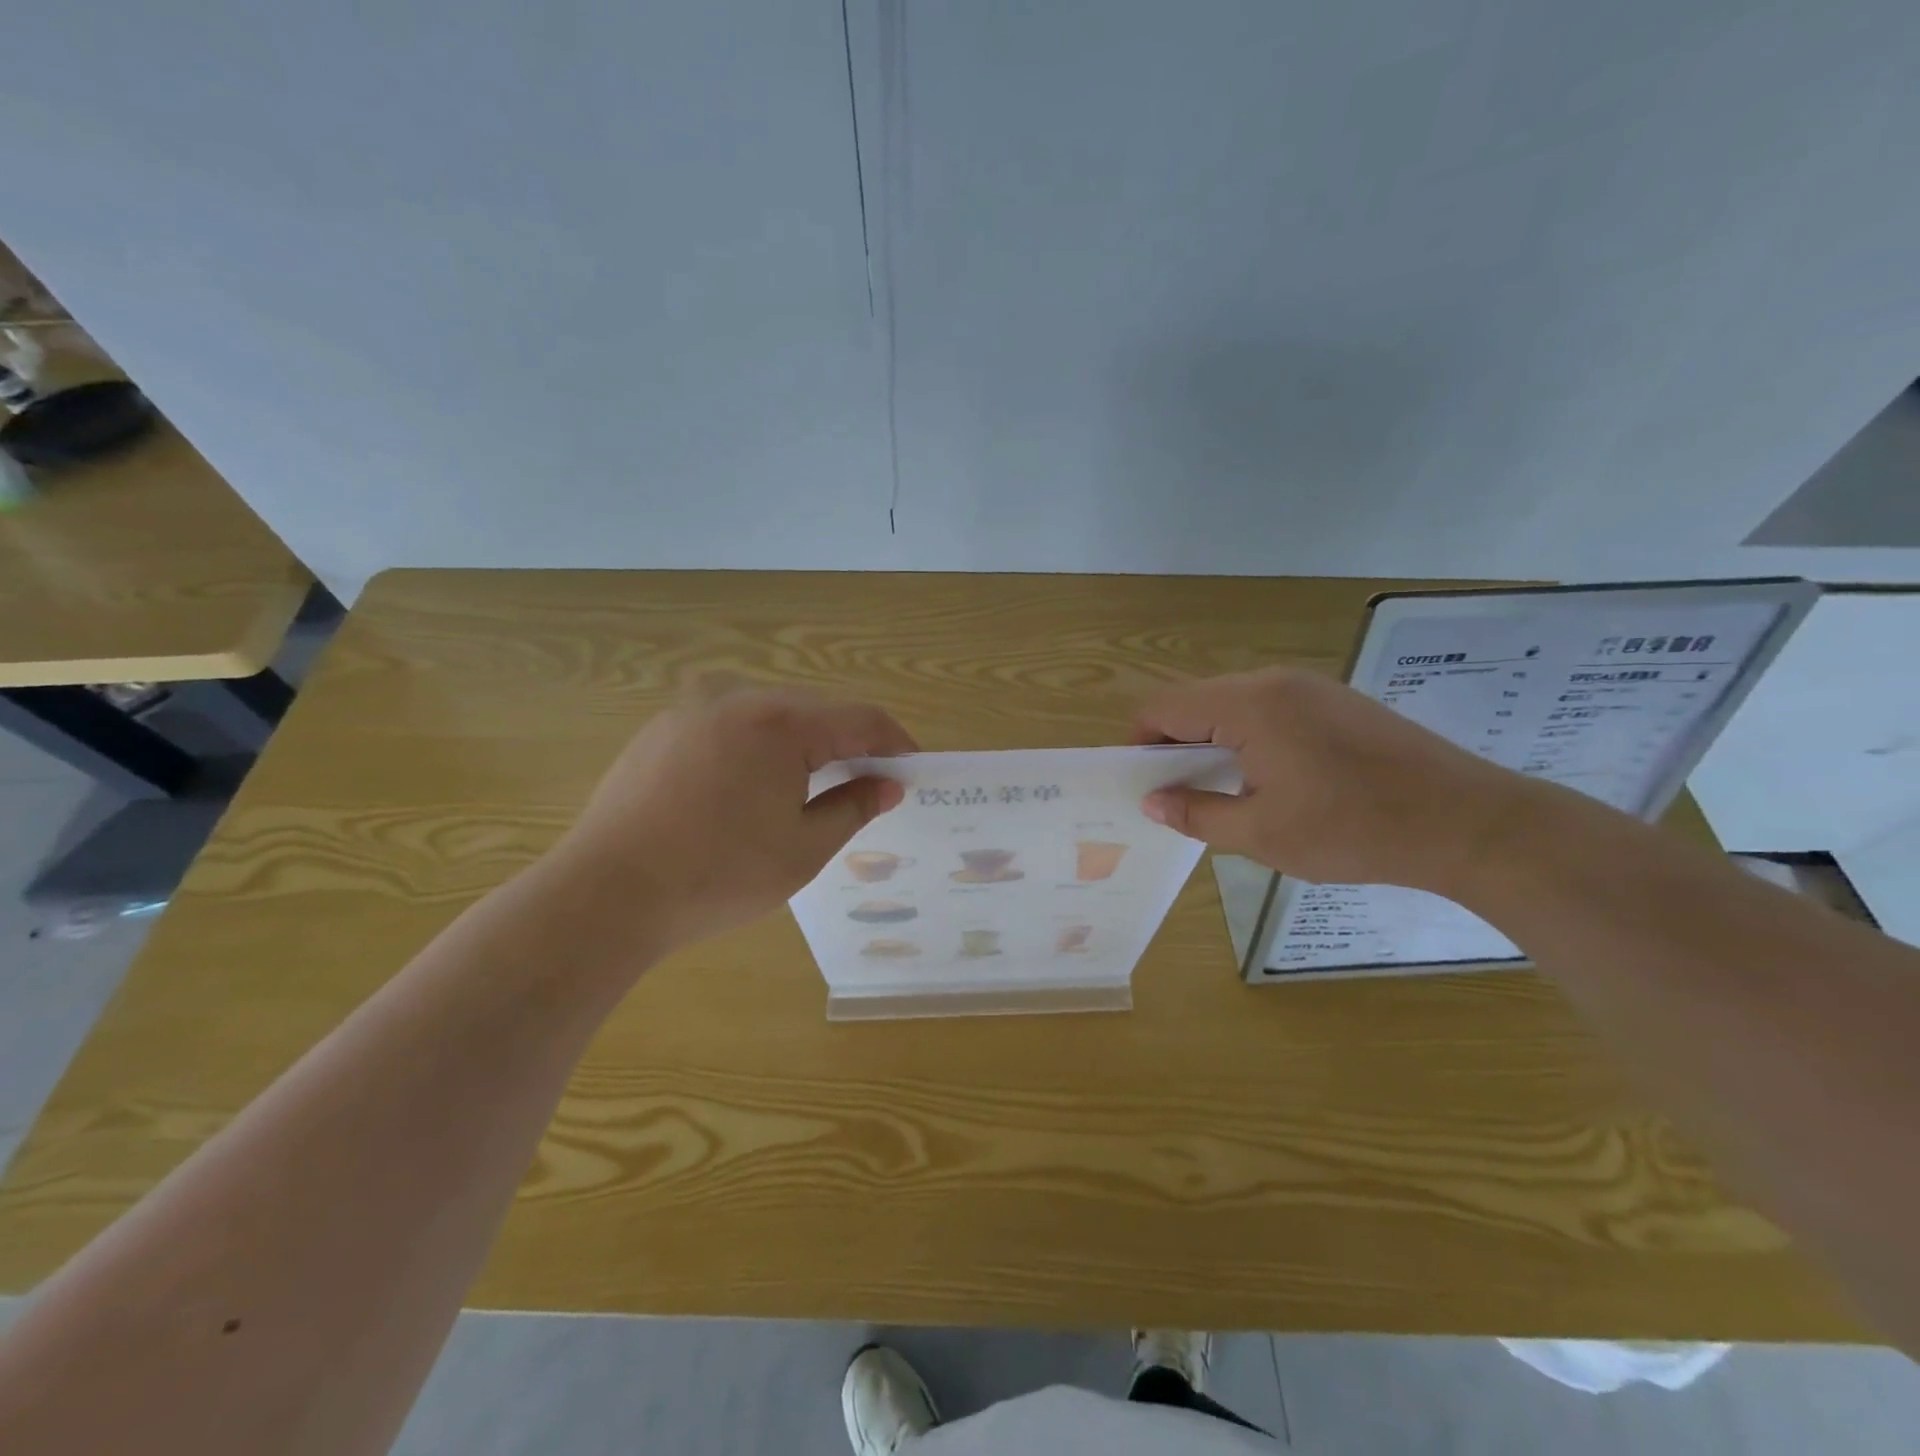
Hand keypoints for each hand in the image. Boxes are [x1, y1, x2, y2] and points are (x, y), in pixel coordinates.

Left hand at [552, 684, 916, 951]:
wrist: (606, 894)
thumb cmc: (719, 875)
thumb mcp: (803, 848)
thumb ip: (854, 807)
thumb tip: (888, 784)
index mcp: (780, 722)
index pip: (860, 718)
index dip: (894, 742)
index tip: (913, 768)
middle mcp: (737, 699)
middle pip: (815, 710)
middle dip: (848, 742)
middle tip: (869, 782)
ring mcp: (692, 710)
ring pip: (769, 715)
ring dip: (802, 743)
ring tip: (814, 786)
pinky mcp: (660, 731)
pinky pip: (728, 726)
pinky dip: (757, 747)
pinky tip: (751, 787)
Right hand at [1136, 668, 1534, 891]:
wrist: (1467, 822)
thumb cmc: (1353, 830)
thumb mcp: (1262, 833)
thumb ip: (1197, 813)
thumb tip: (1152, 802)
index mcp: (1250, 705)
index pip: (1165, 707)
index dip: (1140, 741)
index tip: (1140, 783)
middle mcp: (1275, 681)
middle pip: (1197, 700)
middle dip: (1175, 743)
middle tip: (1177, 794)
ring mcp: (1311, 687)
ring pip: (1234, 703)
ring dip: (1213, 740)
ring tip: (1221, 790)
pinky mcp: (1337, 701)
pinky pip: (1270, 708)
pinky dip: (1248, 736)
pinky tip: (1268, 779)